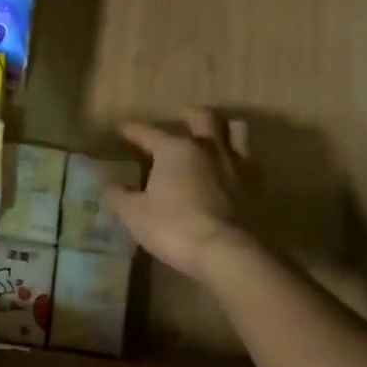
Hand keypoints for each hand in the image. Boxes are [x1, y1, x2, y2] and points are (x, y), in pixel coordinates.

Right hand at [106, 109, 251, 279]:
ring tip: (214, 136)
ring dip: (224, 129)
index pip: (149, 133)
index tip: (122, 127)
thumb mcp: (135, 214)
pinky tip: (233, 172)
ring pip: (236, 131)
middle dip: (190, 114)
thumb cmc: (174, 227)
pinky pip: (251, 163)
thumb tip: (109, 188)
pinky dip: (240, 162)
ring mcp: (237, 166)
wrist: (228, 253)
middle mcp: (209, 148)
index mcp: (176, 149)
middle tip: (182, 114)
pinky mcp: (257, 188)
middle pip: (203, 118)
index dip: (133, 130)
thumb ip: (119, 197)